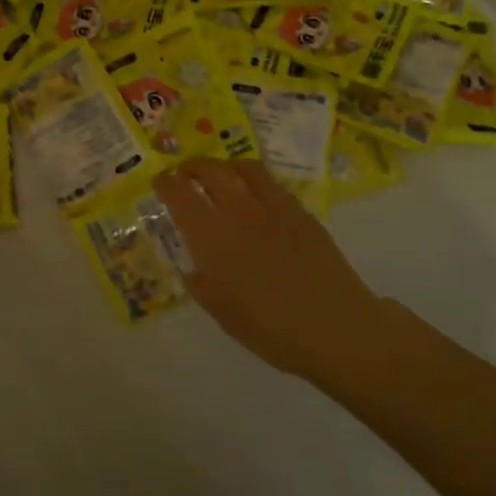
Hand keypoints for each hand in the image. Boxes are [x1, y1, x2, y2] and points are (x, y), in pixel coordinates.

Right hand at [154, 158, 380, 378]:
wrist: (335, 327)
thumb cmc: (270, 329)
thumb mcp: (221, 312)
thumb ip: (201, 283)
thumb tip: (194, 266)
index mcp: (212, 238)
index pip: (180, 196)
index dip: (166, 184)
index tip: (160, 182)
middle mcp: (240, 212)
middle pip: (211, 171)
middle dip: (193, 167)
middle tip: (185, 173)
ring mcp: (274, 208)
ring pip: (244, 168)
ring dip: (225, 166)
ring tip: (220, 174)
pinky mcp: (301, 213)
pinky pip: (272, 184)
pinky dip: (254, 180)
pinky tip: (255, 196)